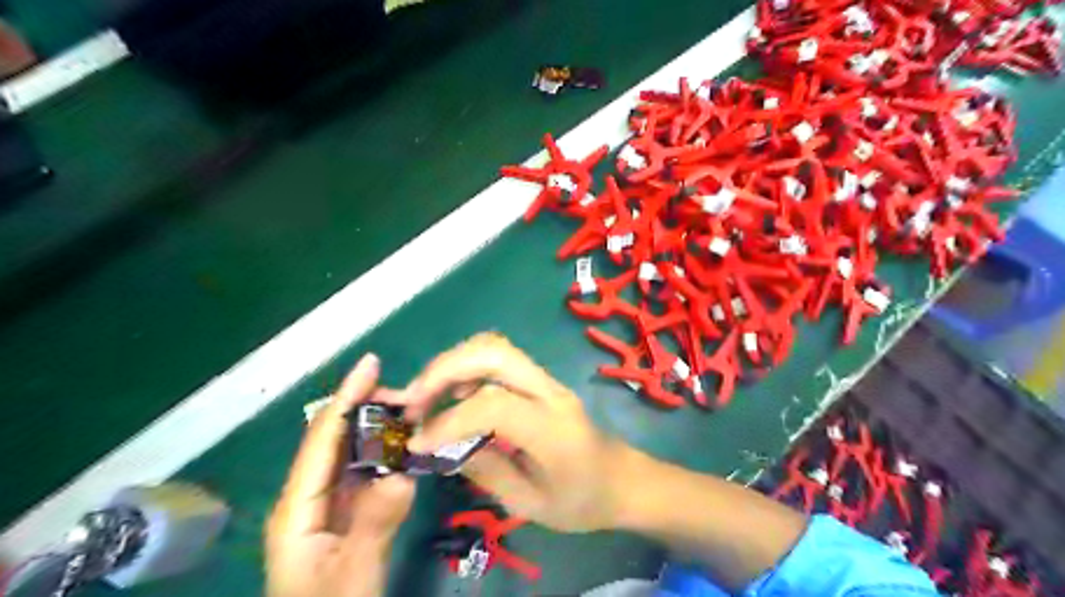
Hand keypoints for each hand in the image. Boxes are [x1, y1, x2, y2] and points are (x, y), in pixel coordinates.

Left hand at [267, 355, 414, 596]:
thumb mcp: (352, 577)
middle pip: (336, 437)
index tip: (372, 363)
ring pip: (354, 451)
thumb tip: (402, 474)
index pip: (322, 437)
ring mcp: (329, 504)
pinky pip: (368, 471)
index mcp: (297, 506)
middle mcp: (309, 495)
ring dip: (382, 427)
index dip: (346, 396)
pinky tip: (410, 446)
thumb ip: (374, 524)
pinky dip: (389, 453)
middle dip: (369, 407)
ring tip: (416, 412)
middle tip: (412, 396)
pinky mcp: (348, 512)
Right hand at [404, 334, 625, 533]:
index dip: (449, 420)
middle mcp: (550, 392)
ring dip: (453, 364)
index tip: (419, 442)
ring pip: (496, 347)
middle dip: (445, 369)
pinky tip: (452, 396)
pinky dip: (467, 368)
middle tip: (414, 401)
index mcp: (552, 428)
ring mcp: (547, 381)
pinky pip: (500, 359)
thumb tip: (444, 448)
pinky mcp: (541, 381)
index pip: (493, 405)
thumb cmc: (582, 500)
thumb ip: (487, 472)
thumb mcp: (531, 504)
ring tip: (425, 397)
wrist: (623, 479)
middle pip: (494, 352)